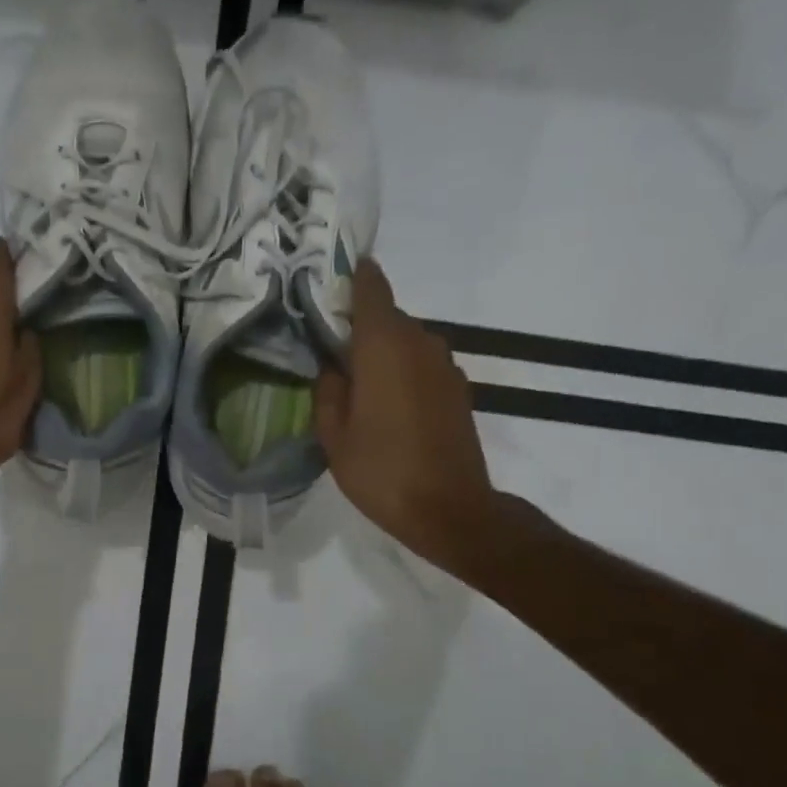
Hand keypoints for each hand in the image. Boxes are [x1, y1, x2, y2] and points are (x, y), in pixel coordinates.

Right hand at [315, 260, 496, 560]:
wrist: (450, 509)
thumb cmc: (382, 471)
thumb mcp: (334, 436)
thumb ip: (328, 392)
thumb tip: (333, 368)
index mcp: (384, 345)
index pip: (371, 286)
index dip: (351, 277)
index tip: (329, 282)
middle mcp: (420, 343)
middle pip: (387, 316)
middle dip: (360, 327)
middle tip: (331, 353)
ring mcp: (445, 365)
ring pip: (406, 341)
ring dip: (383, 352)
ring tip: (358, 385)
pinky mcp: (458, 388)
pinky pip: (422, 364)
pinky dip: (403, 372)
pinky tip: (389, 406)